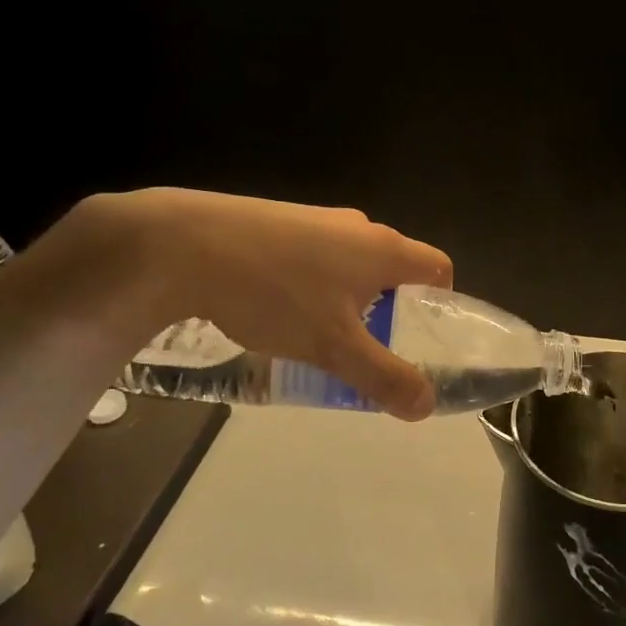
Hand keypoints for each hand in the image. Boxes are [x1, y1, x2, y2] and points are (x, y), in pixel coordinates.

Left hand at [75, 189, 453, 419]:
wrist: (183, 245)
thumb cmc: (275, 294)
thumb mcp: (334, 347)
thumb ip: (384, 377)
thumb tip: (427, 405)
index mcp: (384, 249)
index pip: (439, 267)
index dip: (442, 302)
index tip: (423, 337)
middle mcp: (358, 227)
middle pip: (394, 268)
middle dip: (391, 309)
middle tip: (370, 348)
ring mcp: (316, 220)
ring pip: (352, 264)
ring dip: (350, 299)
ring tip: (320, 336)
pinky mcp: (279, 221)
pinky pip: (315, 256)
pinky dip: (314, 285)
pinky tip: (278, 310)